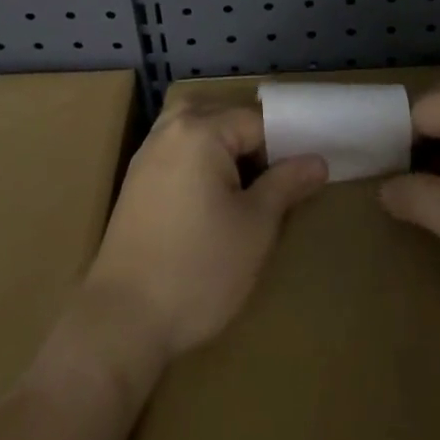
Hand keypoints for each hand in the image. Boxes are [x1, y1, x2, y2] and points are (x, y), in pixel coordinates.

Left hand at [78, 105, 326, 375]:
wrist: (121, 322)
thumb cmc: (198, 270)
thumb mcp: (255, 228)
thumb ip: (286, 184)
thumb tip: (318, 160)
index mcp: (201, 129)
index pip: (258, 122)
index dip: (284, 148)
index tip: (299, 180)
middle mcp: (171, 128)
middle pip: (225, 116)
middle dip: (253, 143)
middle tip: (273, 183)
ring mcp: (148, 152)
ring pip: (199, 130)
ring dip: (224, 149)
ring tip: (244, 189)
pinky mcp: (137, 179)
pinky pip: (178, 149)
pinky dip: (200, 160)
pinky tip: (211, 199)